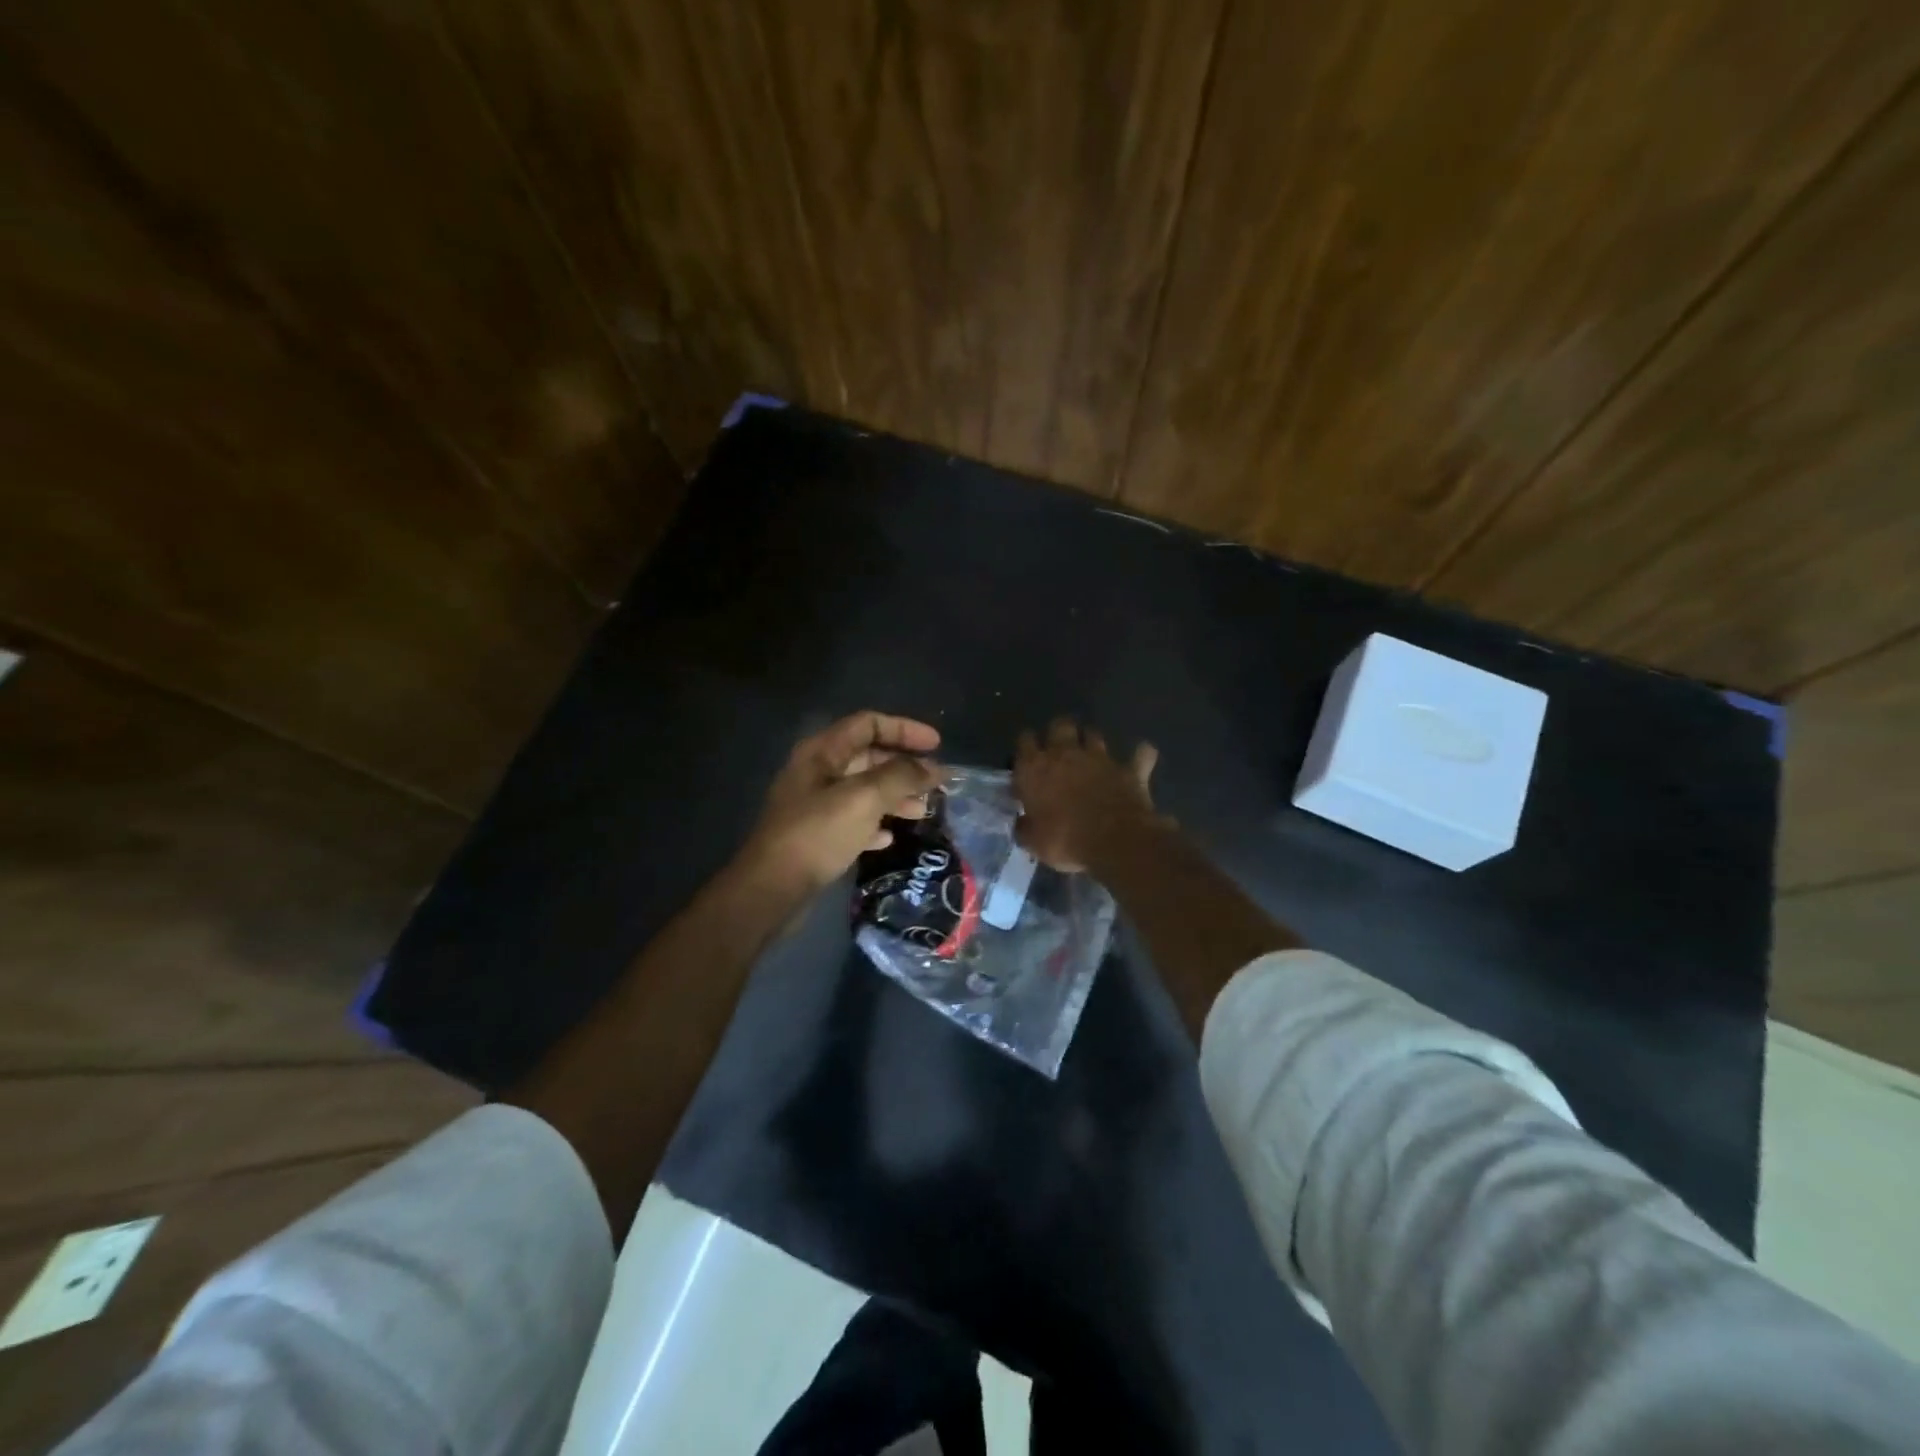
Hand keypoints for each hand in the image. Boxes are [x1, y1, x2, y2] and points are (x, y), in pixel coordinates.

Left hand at [737, 711, 941, 896]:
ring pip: (863, 790)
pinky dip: (875, 823)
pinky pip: (853, 819)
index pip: (869, 723)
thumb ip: (902, 776)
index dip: (905, 729)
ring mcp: (814, 804)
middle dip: (903, 767)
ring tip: (921, 812)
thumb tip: (934, 768)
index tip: (937, 745)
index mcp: (822, 752)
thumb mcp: (865, 798)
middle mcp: (817, 772)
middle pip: (868, 756)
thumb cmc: (817, 834)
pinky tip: (889, 837)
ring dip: (894, 796)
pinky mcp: (816, 835)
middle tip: (934, 783)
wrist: (771, 889)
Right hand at [1014, 718, 1162, 872]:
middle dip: (1059, 731)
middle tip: (1059, 746)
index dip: (1026, 746)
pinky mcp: (1129, 769)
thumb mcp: (1033, 843)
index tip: (1027, 758)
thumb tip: (1022, 823)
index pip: (1025, 740)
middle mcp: (1065, 753)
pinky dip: (1141, 754)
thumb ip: (1025, 828)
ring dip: (1091, 740)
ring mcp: (1100, 758)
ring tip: (1091, 753)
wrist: (1115, 841)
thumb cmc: (1065, 841)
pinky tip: (1141, 757)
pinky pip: (1141, 754)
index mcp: (1035, 768)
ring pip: (1093, 733)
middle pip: (1060, 725)